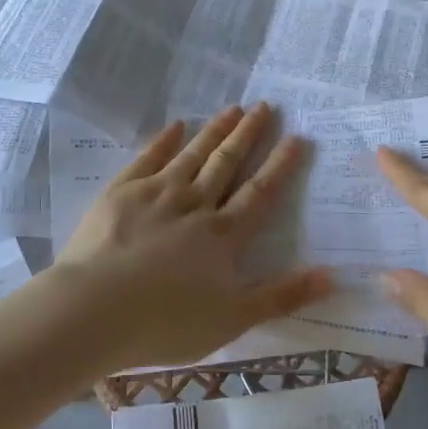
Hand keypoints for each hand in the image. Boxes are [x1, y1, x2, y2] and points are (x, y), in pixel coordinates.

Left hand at [54, 103, 331, 370]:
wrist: (93, 311)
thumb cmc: (166, 322)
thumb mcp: (234, 319)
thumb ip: (283, 296)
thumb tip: (334, 275)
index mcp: (223, 235)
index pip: (260, 193)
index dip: (280, 165)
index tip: (296, 137)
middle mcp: (195, 204)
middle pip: (227, 164)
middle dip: (248, 135)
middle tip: (265, 106)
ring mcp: (156, 193)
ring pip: (193, 155)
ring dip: (214, 131)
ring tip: (233, 108)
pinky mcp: (121, 192)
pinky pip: (148, 158)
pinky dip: (164, 141)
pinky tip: (175, 125)